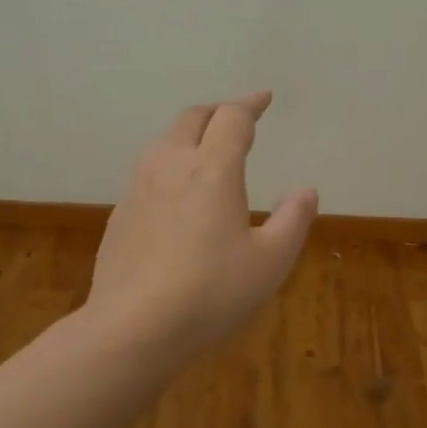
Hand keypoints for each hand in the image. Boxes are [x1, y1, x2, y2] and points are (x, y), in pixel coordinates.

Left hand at [86, 91, 318, 358]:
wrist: (131, 329)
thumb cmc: (211, 293)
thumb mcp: (270, 262)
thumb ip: (293, 220)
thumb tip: (306, 191)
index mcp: (212, 170)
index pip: (232, 119)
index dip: (250, 104)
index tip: (264, 98)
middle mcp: (172, 166)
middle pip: (192, 118)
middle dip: (217, 112)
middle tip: (236, 119)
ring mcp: (139, 189)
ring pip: (163, 141)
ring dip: (188, 134)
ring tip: (205, 150)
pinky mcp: (120, 214)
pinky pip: (147, 172)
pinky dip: (168, 165)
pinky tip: (175, 195)